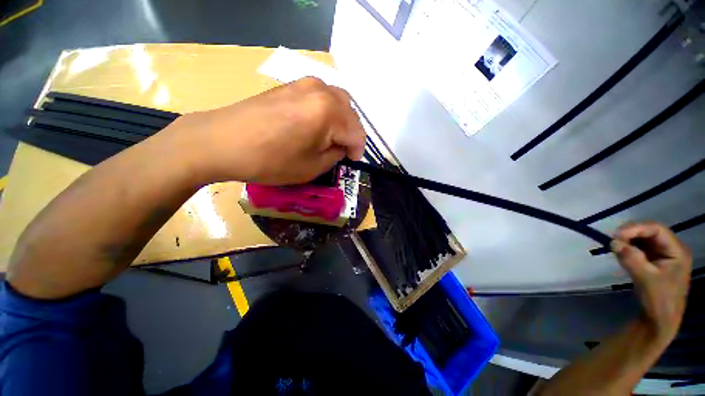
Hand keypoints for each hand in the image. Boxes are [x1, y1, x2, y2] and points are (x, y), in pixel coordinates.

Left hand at [166, 77, 365, 184]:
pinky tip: (316, 125)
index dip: (358, 150)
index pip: (357, 133)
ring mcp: (304, 83)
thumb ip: (335, 155)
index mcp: (329, 112)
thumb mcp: (312, 167)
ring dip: (340, 121)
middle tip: (342, 150)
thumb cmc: (271, 161)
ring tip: (330, 138)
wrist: (222, 142)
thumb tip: (341, 147)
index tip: (352, 162)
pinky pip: (320, 97)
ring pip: (337, 101)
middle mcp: (321, 90)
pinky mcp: (290, 85)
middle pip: (350, 113)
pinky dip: (326, 112)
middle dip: (350, 134)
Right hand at [611, 222, 691, 340]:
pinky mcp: (655, 261)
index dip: (636, 229)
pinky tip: (622, 254)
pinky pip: (641, 248)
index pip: (656, 229)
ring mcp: (664, 255)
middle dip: (631, 234)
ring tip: (616, 249)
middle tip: (613, 241)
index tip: (616, 236)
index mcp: (677, 251)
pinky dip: (629, 248)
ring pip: (644, 239)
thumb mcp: (645, 279)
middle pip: (650, 232)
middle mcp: (672, 249)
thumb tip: (613, 242)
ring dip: (629, 241)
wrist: (660, 321)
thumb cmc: (658, 300)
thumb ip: (631, 259)